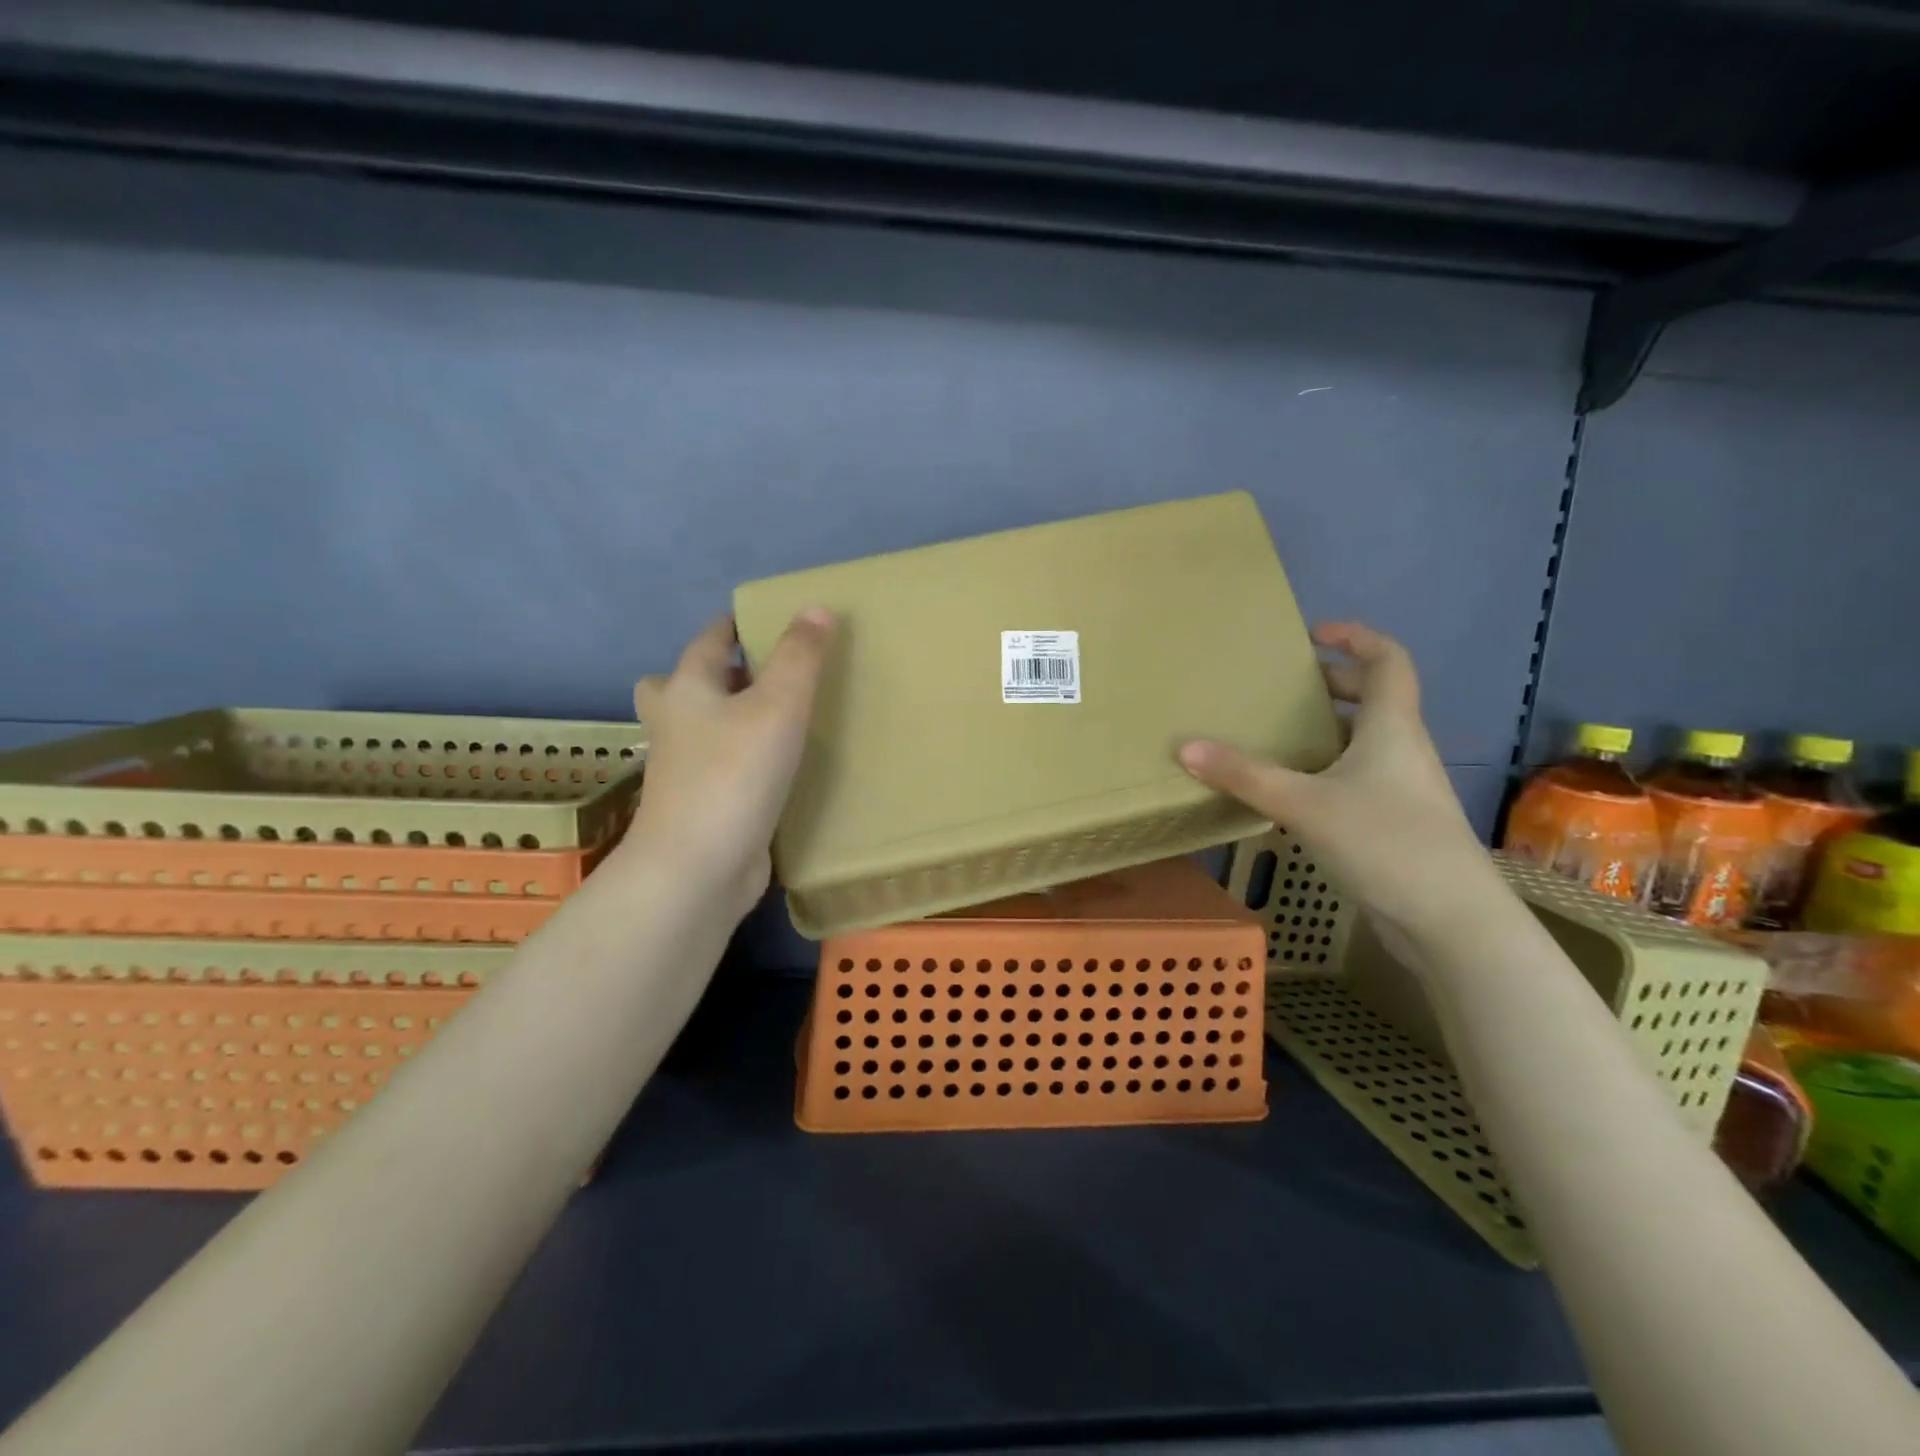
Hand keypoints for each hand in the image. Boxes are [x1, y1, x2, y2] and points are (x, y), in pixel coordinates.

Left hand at [622, 609, 835, 919]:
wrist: (698, 868)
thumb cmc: (734, 774)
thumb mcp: (778, 705)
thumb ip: (800, 656)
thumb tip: (816, 607)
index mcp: (686, 689)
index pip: (710, 640)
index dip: (737, 625)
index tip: (770, 619)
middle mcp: (675, 723)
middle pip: (685, 683)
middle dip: (720, 673)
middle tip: (763, 673)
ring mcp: (682, 768)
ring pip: (701, 727)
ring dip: (729, 716)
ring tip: (777, 716)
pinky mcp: (700, 803)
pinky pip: (719, 764)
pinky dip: (740, 756)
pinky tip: (776, 766)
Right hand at [1179, 622, 1500, 942]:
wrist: (1450, 922)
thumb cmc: (1384, 842)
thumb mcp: (1303, 804)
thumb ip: (1243, 776)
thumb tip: (1185, 746)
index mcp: (1391, 727)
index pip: (1387, 660)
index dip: (1356, 638)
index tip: (1313, 635)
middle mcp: (1402, 750)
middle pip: (1373, 700)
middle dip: (1330, 686)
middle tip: (1282, 689)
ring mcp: (1402, 790)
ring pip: (1363, 743)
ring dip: (1325, 731)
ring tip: (1276, 736)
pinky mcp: (1395, 824)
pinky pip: (1357, 779)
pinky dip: (1325, 771)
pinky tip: (1290, 793)